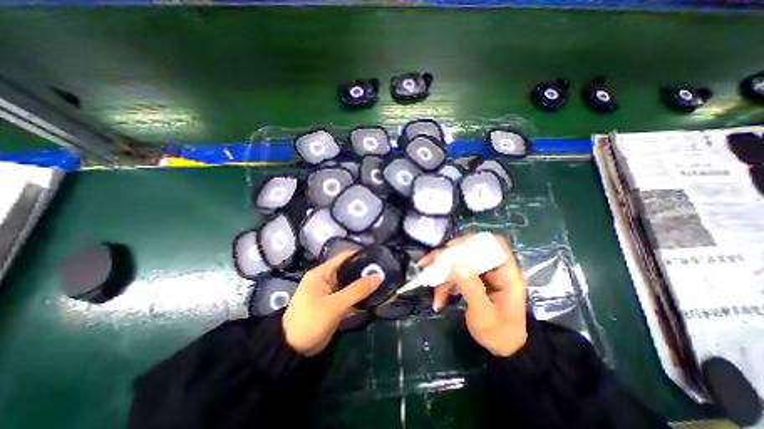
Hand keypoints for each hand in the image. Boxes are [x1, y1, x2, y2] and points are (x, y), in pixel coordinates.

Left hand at [283, 252, 382, 354]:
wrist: (293, 350)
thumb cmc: (309, 321)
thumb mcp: (334, 305)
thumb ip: (356, 291)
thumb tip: (378, 277)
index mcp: (323, 273)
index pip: (344, 257)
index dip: (361, 255)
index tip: (379, 257)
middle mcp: (328, 279)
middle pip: (351, 271)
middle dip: (367, 272)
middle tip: (387, 272)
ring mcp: (333, 293)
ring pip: (353, 285)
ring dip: (367, 286)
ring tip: (387, 283)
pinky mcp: (336, 305)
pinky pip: (353, 298)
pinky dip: (364, 299)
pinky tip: (379, 298)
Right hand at [417, 232, 525, 355]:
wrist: (503, 350)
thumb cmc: (499, 334)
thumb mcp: (484, 314)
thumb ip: (472, 288)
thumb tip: (457, 263)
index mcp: (506, 274)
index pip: (494, 244)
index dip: (475, 241)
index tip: (452, 247)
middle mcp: (494, 270)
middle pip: (470, 252)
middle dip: (448, 257)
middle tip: (429, 262)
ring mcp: (483, 275)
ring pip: (460, 263)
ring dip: (443, 272)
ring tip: (428, 282)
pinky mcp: (474, 281)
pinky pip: (457, 275)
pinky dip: (445, 284)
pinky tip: (438, 299)